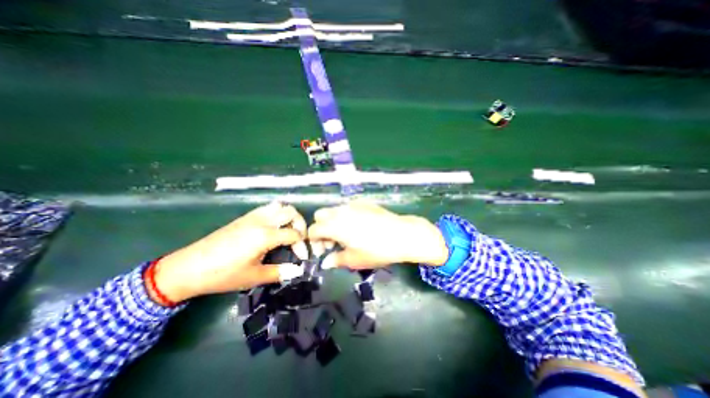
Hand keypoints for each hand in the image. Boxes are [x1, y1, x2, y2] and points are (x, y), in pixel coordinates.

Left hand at [152, 202, 307, 301]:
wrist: (188, 268)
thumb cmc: (222, 274)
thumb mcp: (253, 276)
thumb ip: (279, 272)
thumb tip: (298, 271)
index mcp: (265, 235)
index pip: (294, 233)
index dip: (302, 245)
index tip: (302, 257)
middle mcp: (261, 220)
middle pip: (290, 212)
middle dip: (301, 224)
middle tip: (299, 239)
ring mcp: (252, 216)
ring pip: (279, 206)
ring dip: (289, 216)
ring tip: (289, 231)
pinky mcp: (244, 217)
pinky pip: (267, 208)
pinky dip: (277, 214)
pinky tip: (274, 228)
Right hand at [308, 200, 444, 268]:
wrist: (402, 235)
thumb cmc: (377, 250)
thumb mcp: (355, 259)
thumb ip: (336, 259)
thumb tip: (326, 262)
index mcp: (335, 225)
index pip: (314, 229)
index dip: (314, 241)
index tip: (324, 251)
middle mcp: (341, 211)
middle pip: (321, 215)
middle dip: (322, 228)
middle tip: (333, 241)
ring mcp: (353, 205)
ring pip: (335, 210)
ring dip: (334, 221)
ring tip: (346, 234)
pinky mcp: (364, 202)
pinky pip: (348, 207)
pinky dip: (347, 216)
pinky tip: (360, 226)